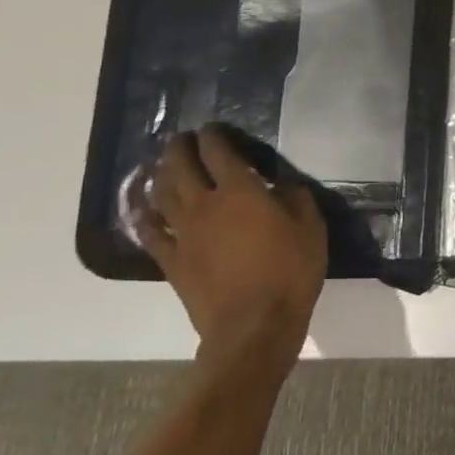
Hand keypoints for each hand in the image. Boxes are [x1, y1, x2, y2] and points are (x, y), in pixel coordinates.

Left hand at [138, 126, 327, 367]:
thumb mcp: (311, 228)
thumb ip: (295, 198)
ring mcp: (183, 234)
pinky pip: (150, 233)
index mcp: (241, 191)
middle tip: (182, 139)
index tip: (213, 128)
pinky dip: (144, 216)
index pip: (220, 152)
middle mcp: (205, 205)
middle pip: (182, 167)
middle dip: (180, 148)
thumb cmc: (290, 272)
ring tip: (162, 165)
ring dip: (161, 175)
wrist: (254, 326)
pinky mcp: (171, 261)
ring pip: (162, 194)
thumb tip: (280, 185)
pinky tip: (143, 209)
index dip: (214, 136)